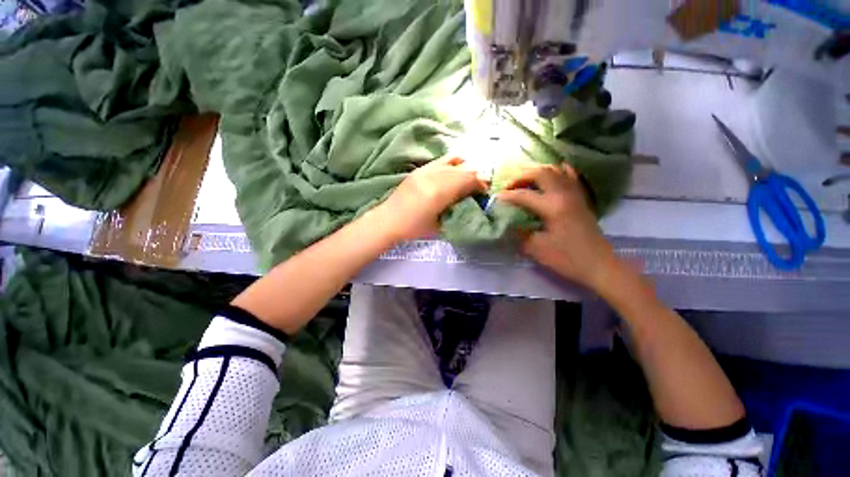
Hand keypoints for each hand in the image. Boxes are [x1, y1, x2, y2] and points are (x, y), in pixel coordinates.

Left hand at [379, 156, 486, 241]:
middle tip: (480, 185)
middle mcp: (434, 177)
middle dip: (475, 176)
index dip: (479, 184)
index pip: (467, 181)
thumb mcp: (439, 224)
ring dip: (465, 168)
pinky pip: (440, 160)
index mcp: (439, 192)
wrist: (388, 220)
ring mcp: (425, 171)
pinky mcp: (419, 170)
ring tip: (469, 176)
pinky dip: (452, 162)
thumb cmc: (414, 228)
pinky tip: (456, 167)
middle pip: (462, 170)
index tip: (485, 190)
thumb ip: (456, 210)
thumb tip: (469, 201)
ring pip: (452, 162)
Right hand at [498, 164, 619, 291]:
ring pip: (555, 171)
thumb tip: (507, 223)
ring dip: (537, 172)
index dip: (508, 196)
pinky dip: (558, 172)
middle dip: (521, 176)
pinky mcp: (580, 199)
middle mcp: (564, 195)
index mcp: (553, 207)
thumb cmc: (567, 258)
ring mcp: (575, 194)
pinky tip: (551, 174)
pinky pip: (569, 177)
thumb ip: (519, 233)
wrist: (599, 265)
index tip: (495, 198)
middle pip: (541, 172)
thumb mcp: (536, 249)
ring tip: (524, 181)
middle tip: (509, 186)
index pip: (524, 195)